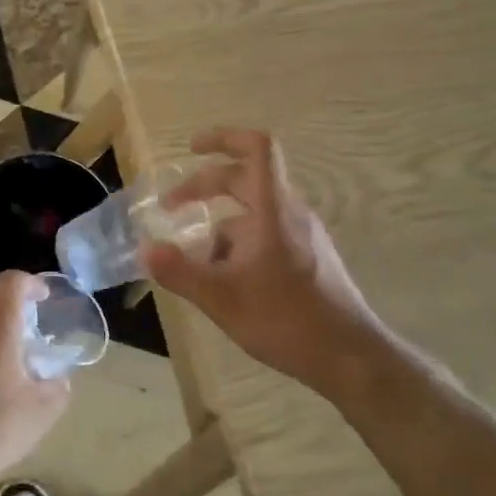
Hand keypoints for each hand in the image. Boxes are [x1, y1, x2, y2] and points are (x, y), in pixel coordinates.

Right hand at [143, 128, 384, 406]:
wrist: (350, 358)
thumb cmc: (287, 320)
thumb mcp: (223, 299)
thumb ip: (180, 272)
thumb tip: (145, 250)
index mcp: (274, 210)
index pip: (257, 148)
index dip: (223, 137)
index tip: (192, 149)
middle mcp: (291, 213)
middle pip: (246, 179)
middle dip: (203, 188)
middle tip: (170, 208)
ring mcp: (303, 235)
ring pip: (253, 213)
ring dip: (219, 226)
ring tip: (196, 263)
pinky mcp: (309, 257)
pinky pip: (266, 234)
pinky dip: (238, 245)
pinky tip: (226, 282)